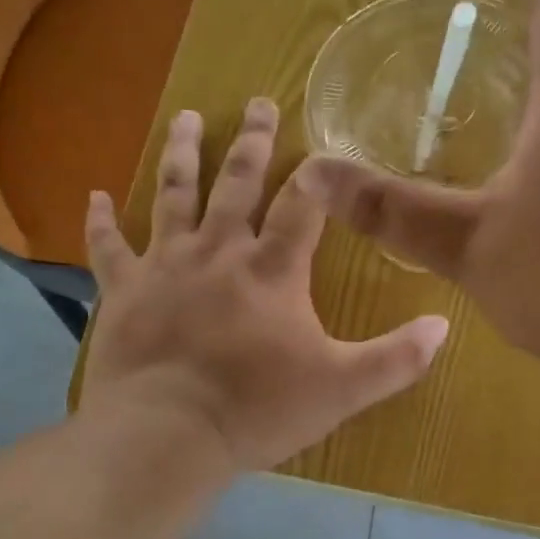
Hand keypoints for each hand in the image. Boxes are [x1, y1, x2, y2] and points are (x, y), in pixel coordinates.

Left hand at [82, 99, 449, 471]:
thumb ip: (396, 359)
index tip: (326, 146)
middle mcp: (219, 252)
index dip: (318, 175)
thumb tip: (444, 326)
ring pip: (174, 195)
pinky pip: (108, 248)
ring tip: (187, 118)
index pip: (303, 206)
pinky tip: (96, 195)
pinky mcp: (123, 291)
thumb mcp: (342, 389)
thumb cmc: (257, 410)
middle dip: (254, 142)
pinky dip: (100, 221)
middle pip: (238, 183)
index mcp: (273, 271)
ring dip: (183, 154)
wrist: (166, 435)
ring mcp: (165, 266)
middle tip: (260, 103)